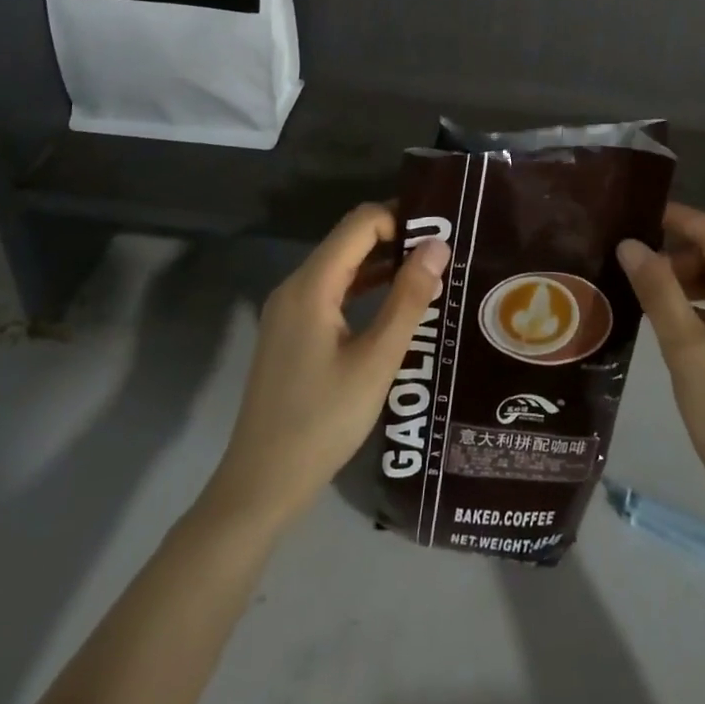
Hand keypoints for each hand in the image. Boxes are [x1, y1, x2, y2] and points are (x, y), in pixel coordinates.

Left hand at [203, 204, 449, 529]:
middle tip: (443, 254)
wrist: (261, 484)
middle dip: (396, 238)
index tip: (441, 235)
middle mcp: (295, 286)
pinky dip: (364, 288)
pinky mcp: (291, 332)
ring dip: (382, 263)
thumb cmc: (323, 422)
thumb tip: (438, 245)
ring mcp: (289, 310)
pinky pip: (332, 291)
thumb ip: (408, 299)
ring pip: (341, 266)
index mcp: (311, 285)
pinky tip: (395, 305)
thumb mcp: (376, 361)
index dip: (401, 219)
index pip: (360, 223)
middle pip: (349, 239)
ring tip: (430, 274)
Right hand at [618, 204, 704, 531]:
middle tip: (631, 274)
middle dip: (676, 258)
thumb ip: (659, 293)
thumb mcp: (688, 354)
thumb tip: (630, 245)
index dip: (676, 218)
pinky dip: (700, 313)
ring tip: (644, 301)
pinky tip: (672, 331)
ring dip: (686, 287)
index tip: (633, 215)